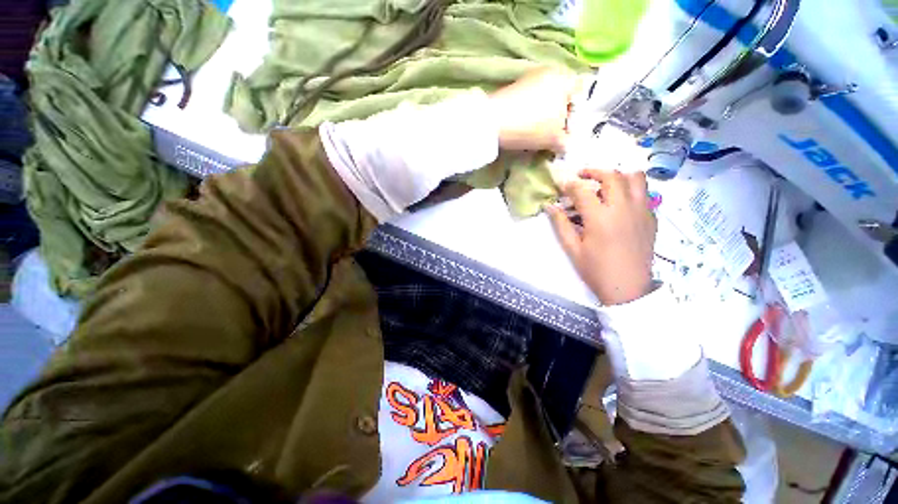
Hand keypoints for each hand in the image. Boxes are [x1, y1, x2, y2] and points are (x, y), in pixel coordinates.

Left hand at [489, 68, 581, 152]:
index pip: (580, 93)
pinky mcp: (513, 88)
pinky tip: (525, 127)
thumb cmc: (531, 127)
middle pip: (561, 96)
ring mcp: (528, 78)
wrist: (493, 123)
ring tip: (537, 134)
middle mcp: (548, 72)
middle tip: (554, 134)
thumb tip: (567, 144)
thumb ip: (566, 142)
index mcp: (564, 78)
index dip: (576, 114)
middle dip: (559, 116)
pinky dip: (530, 113)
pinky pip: (529, 102)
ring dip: (544, 116)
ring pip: (544, 100)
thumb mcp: (554, 139)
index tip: (568, 131)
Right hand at [546, 170, 656, 305]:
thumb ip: (561, 224)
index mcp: (600, 218)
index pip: (582, 190)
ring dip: (618, 176)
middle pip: (611, 176)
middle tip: (582, 176)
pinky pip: (644, 193)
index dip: (569, 185)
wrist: (627, 288)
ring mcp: (642, 211)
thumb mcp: (572, 249)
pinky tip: (619, 203)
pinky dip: (630, 190)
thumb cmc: (595, 270)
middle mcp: (623, 208)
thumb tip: (550, 206)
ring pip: (635, 178)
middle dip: (594, 171)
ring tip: (605, 185)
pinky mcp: (652, 217)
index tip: (561, 185)